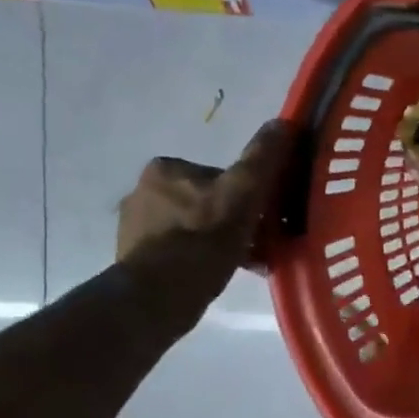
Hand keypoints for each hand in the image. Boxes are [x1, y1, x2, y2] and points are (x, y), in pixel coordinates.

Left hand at [117, 120, 294, 325]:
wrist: (159, 295)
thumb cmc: (204, 239)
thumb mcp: (243, 193)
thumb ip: (262, 158)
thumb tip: (283, 122)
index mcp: (166, 169)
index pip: (222, 177)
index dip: (249, 196)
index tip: (266, 218)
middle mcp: (143, 191)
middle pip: (210, 202)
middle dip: (235, 221)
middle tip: (261, 245)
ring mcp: (136, 226)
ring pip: (197, 228)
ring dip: (222, 242)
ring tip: (246, 264)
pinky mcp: (136, 257)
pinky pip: (182, 251)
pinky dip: (203, 260)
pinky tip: (220, 275)